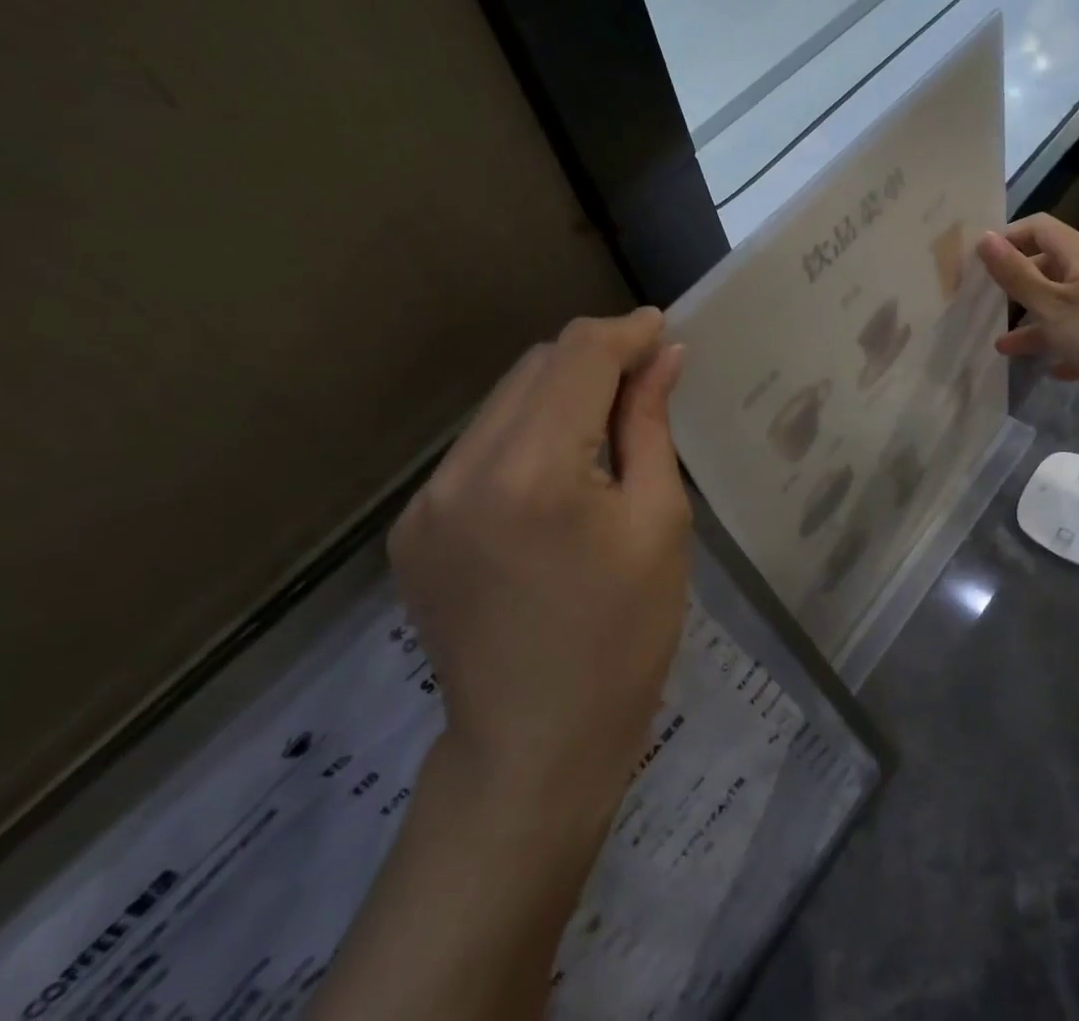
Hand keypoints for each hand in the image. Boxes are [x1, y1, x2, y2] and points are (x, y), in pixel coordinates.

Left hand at [387, 308, 690, 832]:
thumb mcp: (659, 522)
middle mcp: (464, 471)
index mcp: (533, 471)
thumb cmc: (623, 637)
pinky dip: (526, 432)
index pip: (579, 356)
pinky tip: (560, 468)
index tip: (663, 329)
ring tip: (607, 422)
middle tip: (646, 378)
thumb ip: (650, 424)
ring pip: (503, 400)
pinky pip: (479, 445)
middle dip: (595, 358)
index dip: (626, 332)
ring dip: (559, 391)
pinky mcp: (413, 527)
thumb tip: (665, 355)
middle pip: (536, 366)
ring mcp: (426, 501)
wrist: (534, 750)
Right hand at [976, 214, 1078, 431]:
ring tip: (1003, 346)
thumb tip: (984, 237)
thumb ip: (1015, 273)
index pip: (1040, 228)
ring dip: (1032, 324)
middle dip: (1017, 282)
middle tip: (985, 299)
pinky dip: (1059, 349)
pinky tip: (1048, 369)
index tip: (981, 260)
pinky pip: (1077, 339)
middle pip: (1049, 267)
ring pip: (1059, 307)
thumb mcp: (1049, 303)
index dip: (1010, 237)